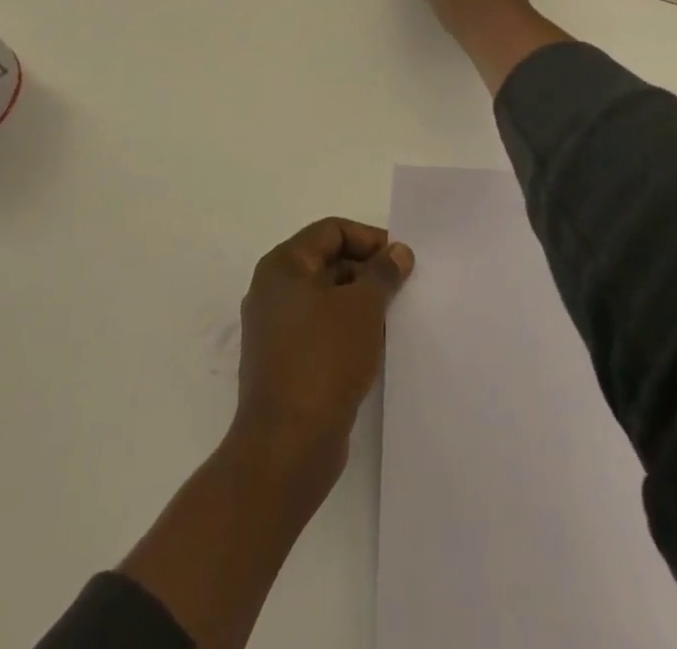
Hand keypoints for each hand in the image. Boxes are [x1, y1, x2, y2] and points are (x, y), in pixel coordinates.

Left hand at [117, 221, 413, 648]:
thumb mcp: (363, 307)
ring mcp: (274, 328)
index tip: (402, 260)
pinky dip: (346, 329)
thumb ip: (383, 272)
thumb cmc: (324, 360)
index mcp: (283, 265)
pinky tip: (374, 346)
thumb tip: (398, 251)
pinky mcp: (283, 361)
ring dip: (359, 302)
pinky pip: (320, 329)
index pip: (331, 231)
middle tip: (404, 288)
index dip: (369, 239)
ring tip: (394, 317)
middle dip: (367, 271)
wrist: (287, 446)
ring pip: (325, 298)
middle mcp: (272, 290)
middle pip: (327, 261)